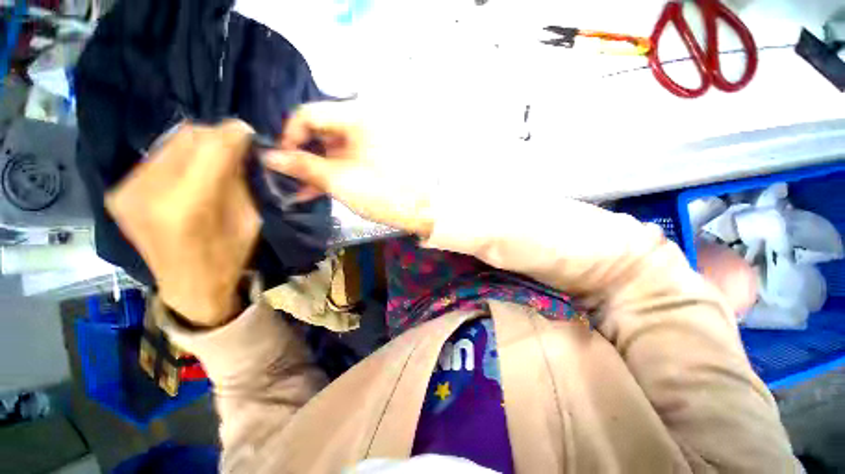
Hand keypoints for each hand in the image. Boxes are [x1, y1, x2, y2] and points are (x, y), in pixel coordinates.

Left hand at [105, 120, 260, 326]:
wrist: (188, 286)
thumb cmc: (228, 256)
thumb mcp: (249, 218)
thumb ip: (239, 180)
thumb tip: (239, 148)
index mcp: (188, 206)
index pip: (212, 147)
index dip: (233, 134)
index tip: (248, 132)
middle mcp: (149, 193)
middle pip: (187, 137)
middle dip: (215, 136)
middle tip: (233, 145)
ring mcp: (127, 191)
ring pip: (170, 142)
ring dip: (197, 145)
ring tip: (213, 159)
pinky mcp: (119, 192)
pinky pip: (156, 157)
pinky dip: (179, 157)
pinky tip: (190, 171)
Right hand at [263, 101, 434, 237]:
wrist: (420, 210)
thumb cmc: (382, 193)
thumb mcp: (338, 180)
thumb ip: (302, 166)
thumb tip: (269, 156)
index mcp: (356, 116)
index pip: (307, 114)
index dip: (288, 137)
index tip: (278, 161)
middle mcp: (362, 121)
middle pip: (319, 131)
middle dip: (300, 155)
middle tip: (284, 178)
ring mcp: (369, 140)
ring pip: (331, 148)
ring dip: (314, 168)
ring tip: (297, 189)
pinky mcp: (373, 156)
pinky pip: (345, 158)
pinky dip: (331, 172)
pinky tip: (315, 189)